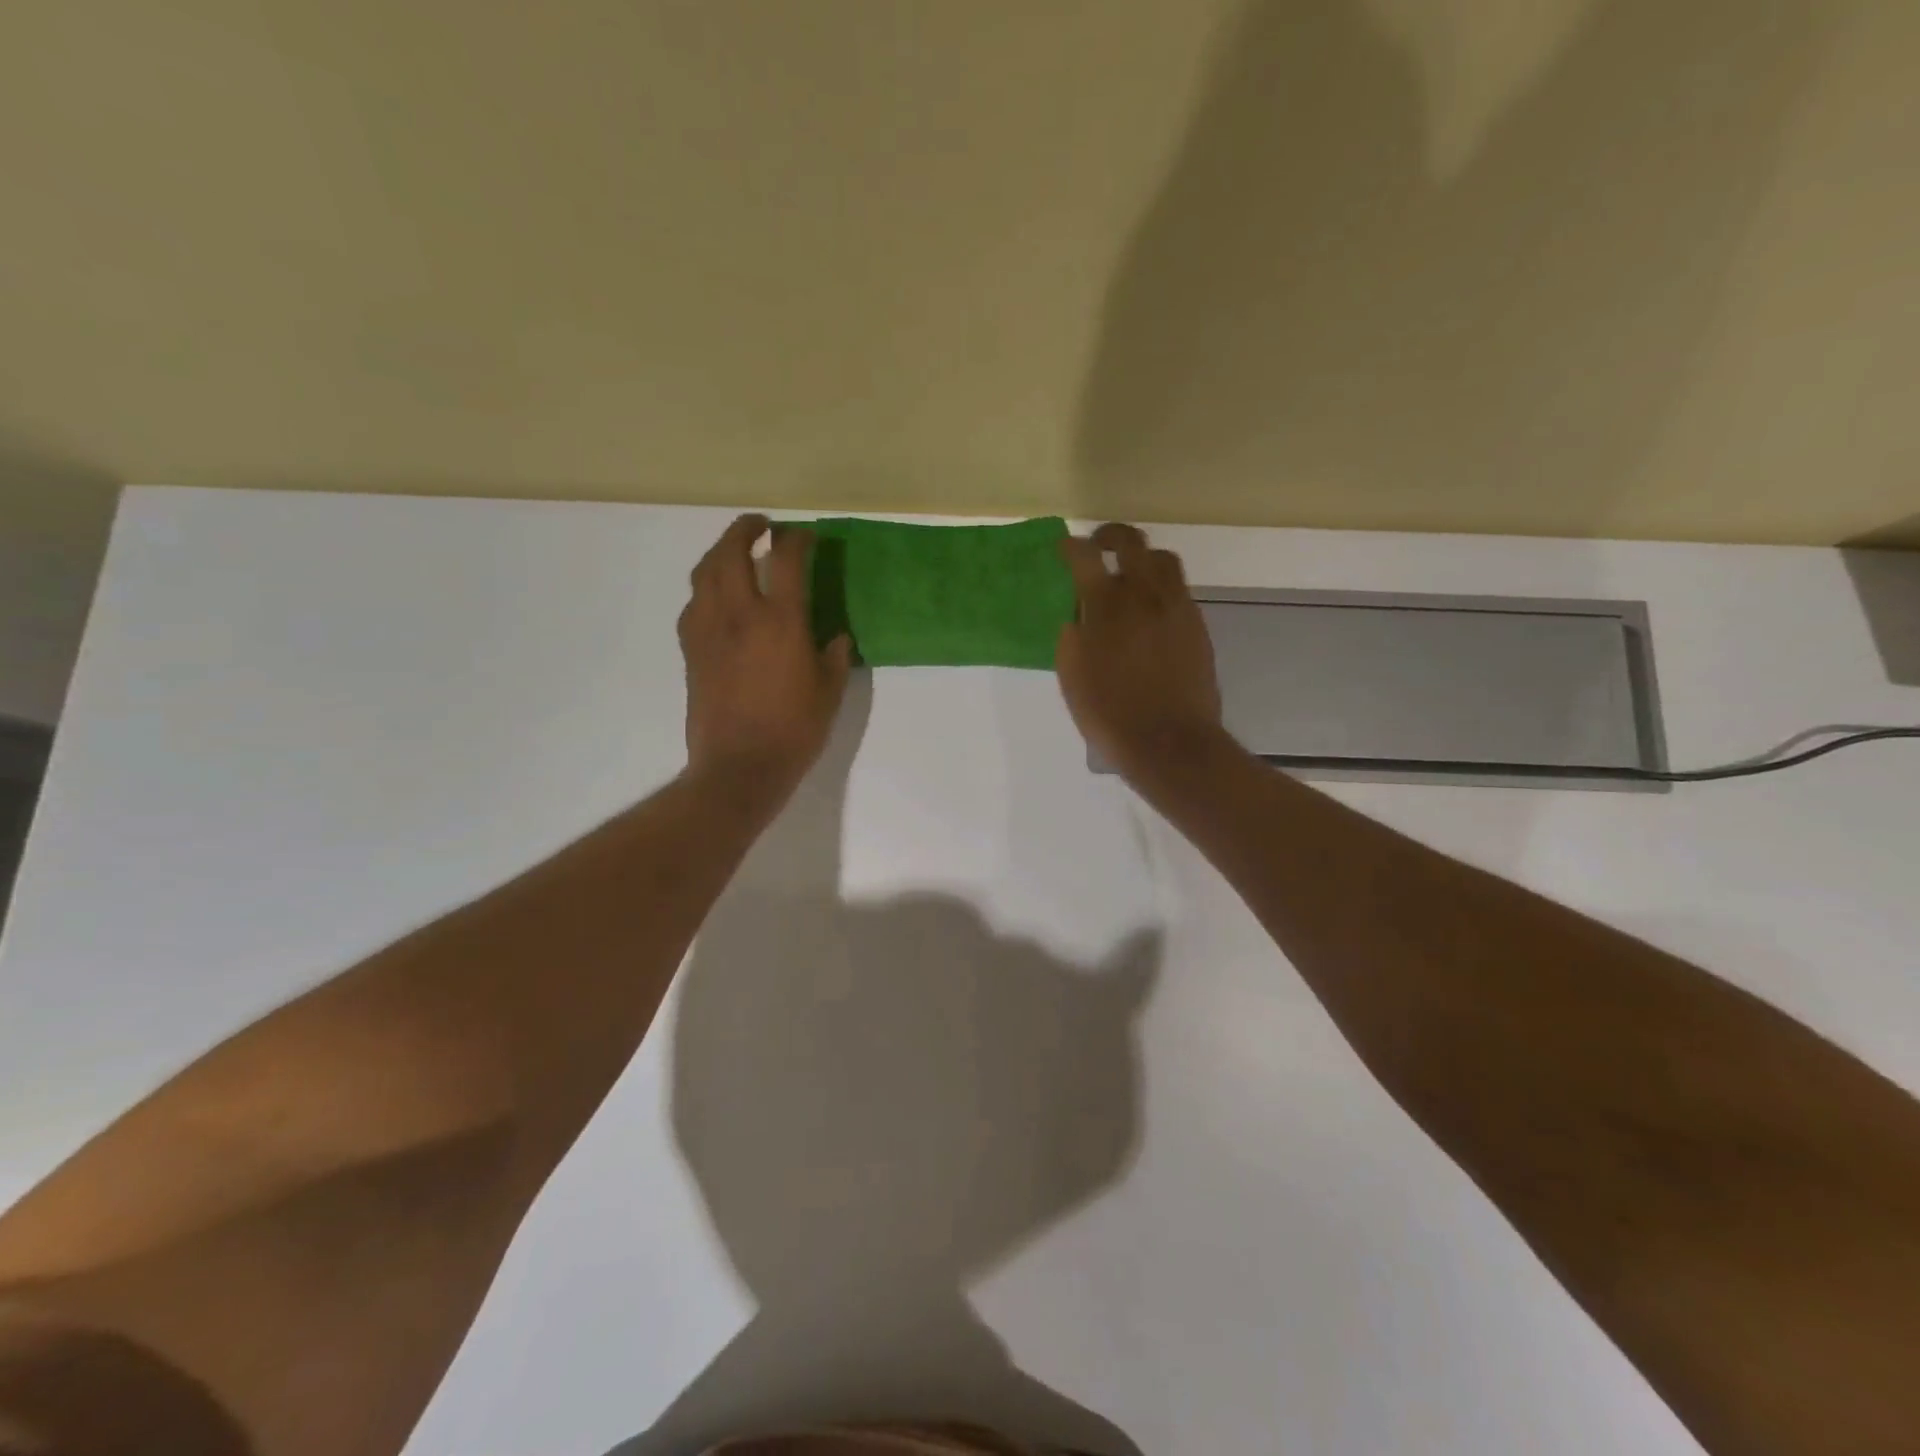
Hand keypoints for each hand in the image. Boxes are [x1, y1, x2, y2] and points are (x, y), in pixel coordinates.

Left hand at [679, 515, 851, 796]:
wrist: (739, 767)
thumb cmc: (793, 732)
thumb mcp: (829, 694)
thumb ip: (834, 658)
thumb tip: (837, 637)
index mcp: (781, 622)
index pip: (786, 560)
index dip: (798, 539)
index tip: (807, 535)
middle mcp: (739, 615)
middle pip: (731, 551)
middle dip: (745, 529)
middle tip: (762, 525)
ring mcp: (708, 630)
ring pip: (704, 572)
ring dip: (720, 552)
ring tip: (735, 552)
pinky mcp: (691, 650)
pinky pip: (694, 604)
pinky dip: (706, 589)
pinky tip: (718, 599)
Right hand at [1056, 523, 1224, 778]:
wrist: (1168, 741)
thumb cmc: (1109, 714)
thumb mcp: (1072, 677)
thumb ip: (1072, 637)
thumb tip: (1078, 617)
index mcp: (1105, 605)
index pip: (1085, 557)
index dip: (1072, 547)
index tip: (1066, 548)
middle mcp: (1143, 594)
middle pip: (1131, 542)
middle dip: (1110, 536)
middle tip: (1099, 544)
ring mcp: (1176, 607)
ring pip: (1163, 560)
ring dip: (1143, 558)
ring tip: (1131, 573)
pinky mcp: (1197, 625)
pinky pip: (1179, 590)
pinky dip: (1161, 587)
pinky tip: (1151, 610)